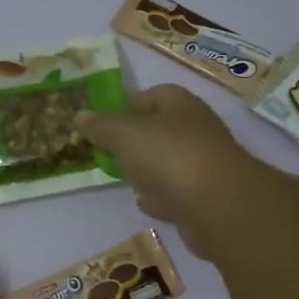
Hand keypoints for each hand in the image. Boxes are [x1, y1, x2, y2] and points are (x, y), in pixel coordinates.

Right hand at [76, 85, 275, 257]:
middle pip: (163, 130)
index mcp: (180, 104)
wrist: (218, 204)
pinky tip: (145, 204)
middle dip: (138, 141)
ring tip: (126, 179)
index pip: (154, 94)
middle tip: (112, 153)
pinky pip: (178, 194)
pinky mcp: (207, 199)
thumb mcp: (125, 135)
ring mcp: (205, 165)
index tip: (106, 123)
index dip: (129, 105)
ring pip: (171, 163)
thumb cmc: (169, 155)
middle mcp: (197, 130)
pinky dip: (163, 197)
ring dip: (151, 170)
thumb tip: (80, 115)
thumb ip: (102, 126)